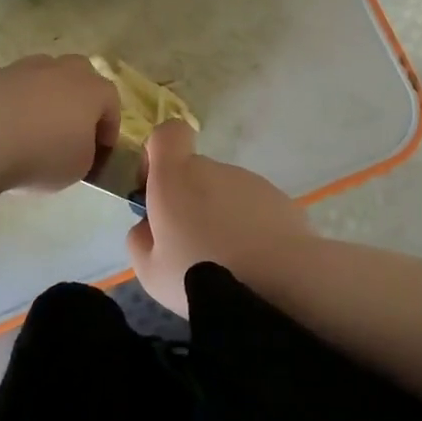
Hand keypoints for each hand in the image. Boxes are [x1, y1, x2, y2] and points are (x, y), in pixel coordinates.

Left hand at [0, 55, 120, 197]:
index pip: (111, 102)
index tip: (101, 153)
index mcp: (91, 89)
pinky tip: (2, 131)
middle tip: (71, 131)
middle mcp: (60, 70)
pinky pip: (11, 89)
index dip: (109, 129)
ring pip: (43, 78)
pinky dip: (12, 105)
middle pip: (79, 76)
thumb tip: (75, 145)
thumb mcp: (77, 168)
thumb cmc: (39, 154)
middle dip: (79, 101)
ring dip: (44, 100)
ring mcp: (22, 68)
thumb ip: (85, 153)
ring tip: (32, 132)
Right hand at [126, 120, 310, 315]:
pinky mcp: (281, 200)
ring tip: (227, 262)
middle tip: (190, 246)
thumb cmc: (201, 275)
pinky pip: (254, 209)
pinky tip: (255, 263)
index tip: (155, 188)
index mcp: (176, 177)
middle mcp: (213, 169)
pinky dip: (250, 228)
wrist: (281, 286)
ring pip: (225, 193)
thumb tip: (148, 226)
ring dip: (221, 217)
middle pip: (195, 172)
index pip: (168, 134)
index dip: (158, 153)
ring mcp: (251, 182)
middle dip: (189, 200)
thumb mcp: (149, 271)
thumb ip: (140, 239)